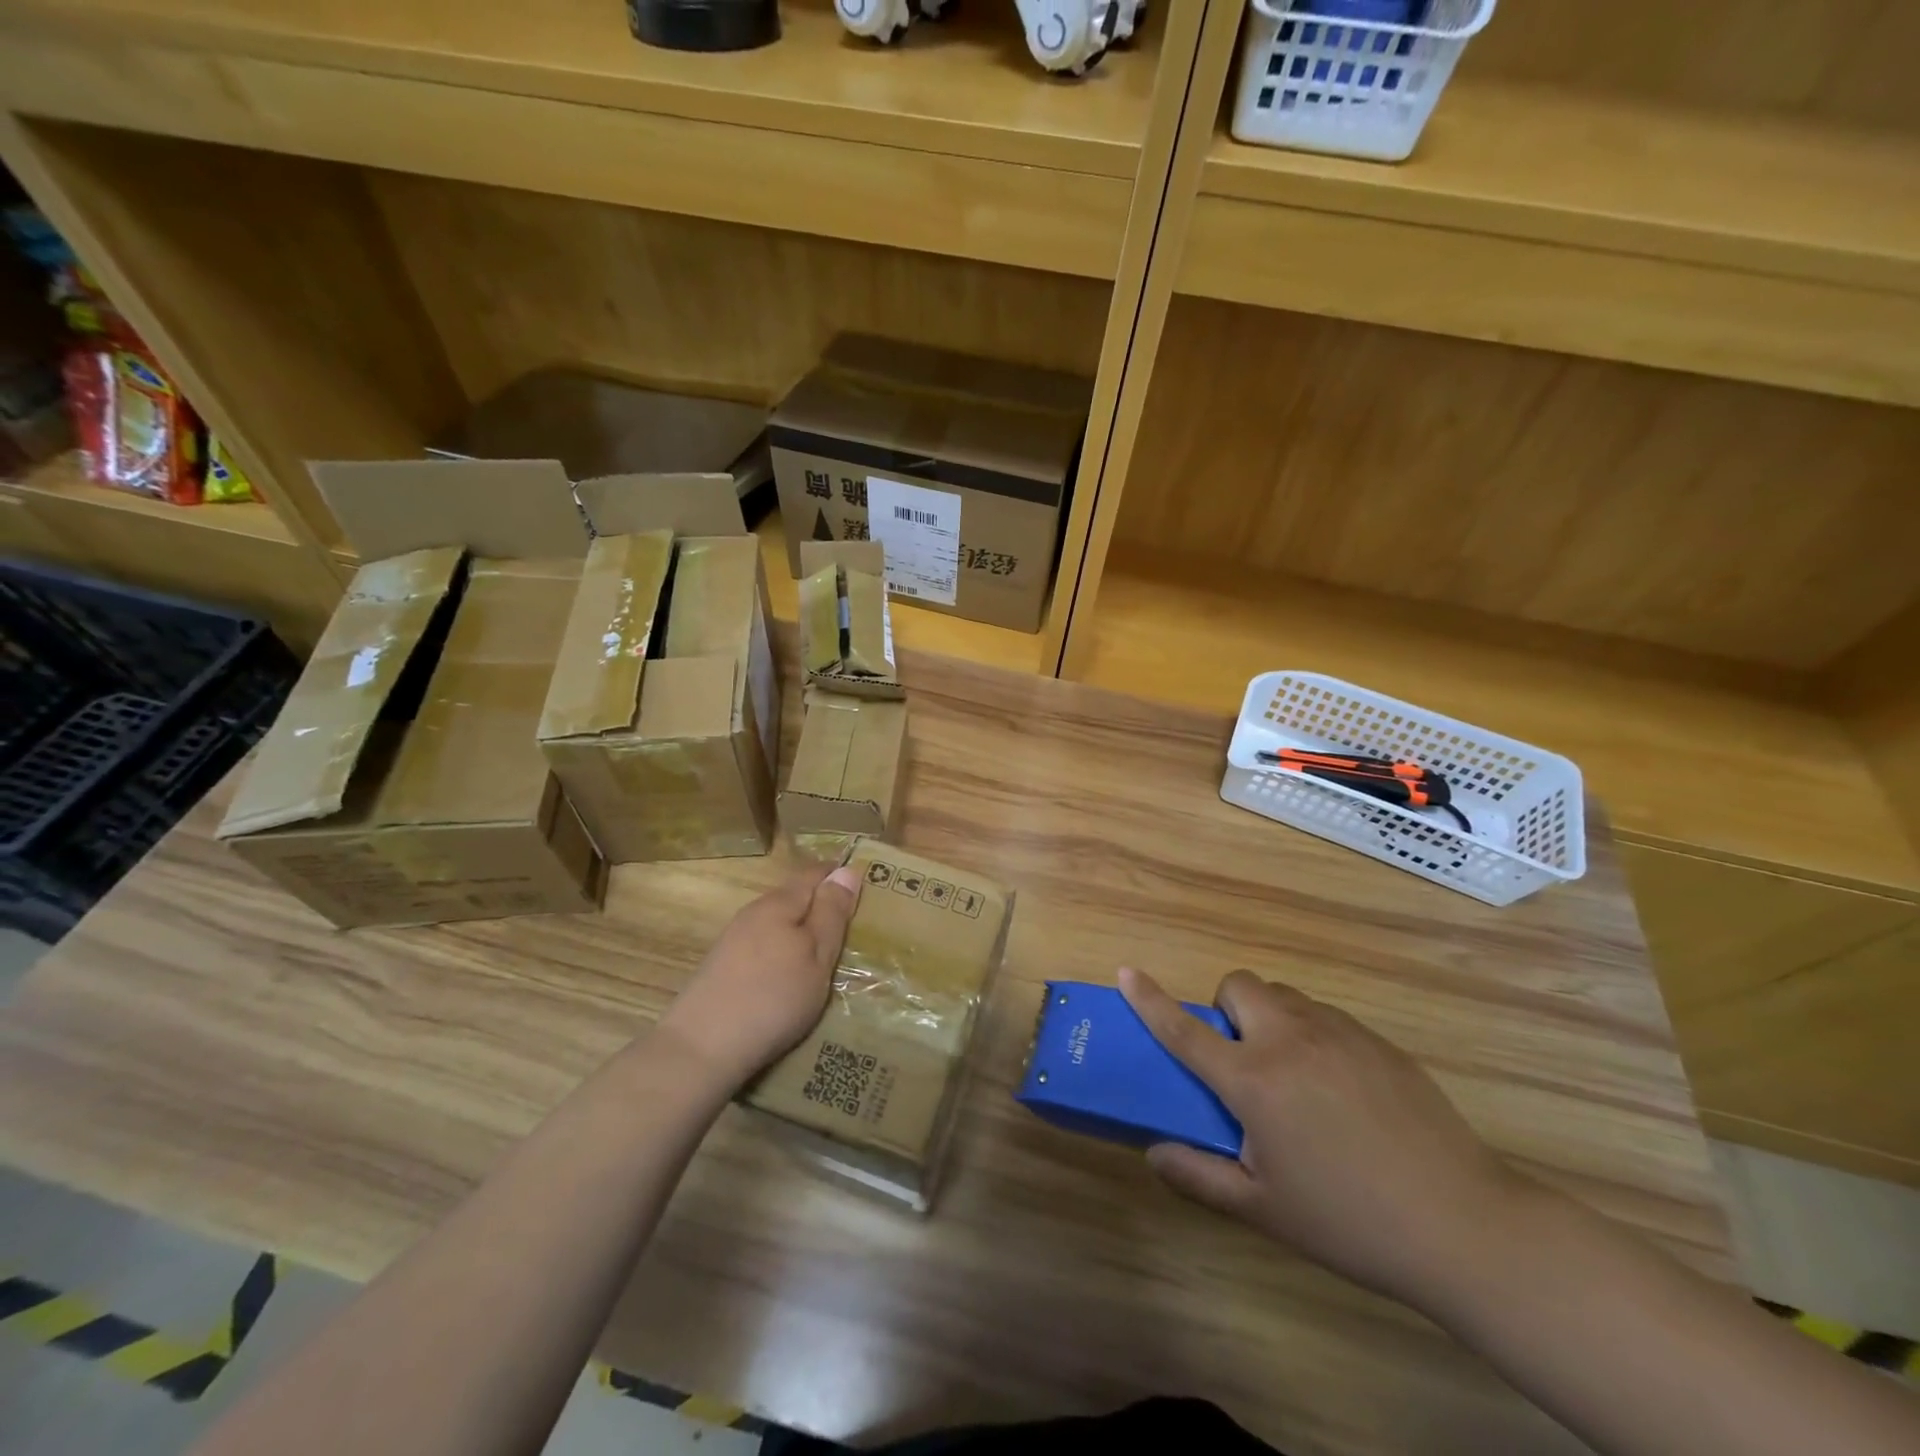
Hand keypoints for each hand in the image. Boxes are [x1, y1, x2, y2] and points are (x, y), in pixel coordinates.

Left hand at [659, 864, 860, 1090]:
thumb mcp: (817, 957)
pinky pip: (762, 946)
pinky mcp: (722, 967)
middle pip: (794, 897)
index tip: (864, 889)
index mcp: (779, 904)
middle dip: (820, 906)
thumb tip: (847, 870)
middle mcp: (753, 913)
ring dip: (799, 932)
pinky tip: (787, 977)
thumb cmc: (773, 998)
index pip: (814, 874)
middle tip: (850, 927)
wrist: (701, 1048)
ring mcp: (733, 940)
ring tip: (823, 955)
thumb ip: (832, 914)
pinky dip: (781, 952)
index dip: (839, 876)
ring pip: (776, 924)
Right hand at [1120, 966, 1523, 1311]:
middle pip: (1239, 985)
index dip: (1150, 999)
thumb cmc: (1349, 1220)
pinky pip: (1325, 1017)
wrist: (1464, 1225)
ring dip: (1269, 1021)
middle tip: (1243, 1061)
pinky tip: (1341, 1092)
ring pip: (1284, 998)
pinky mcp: (1377, 1041)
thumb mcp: (1263, 1209)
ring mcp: (1338, 1033)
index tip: (1126, 971)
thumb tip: (1154, 1150)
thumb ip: (1198, 1176)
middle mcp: (1289, 1040)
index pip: (1185, 1028)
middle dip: (1227, 1010)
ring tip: (1293, 1078)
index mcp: (1253, 1080)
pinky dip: (1311, 1035)